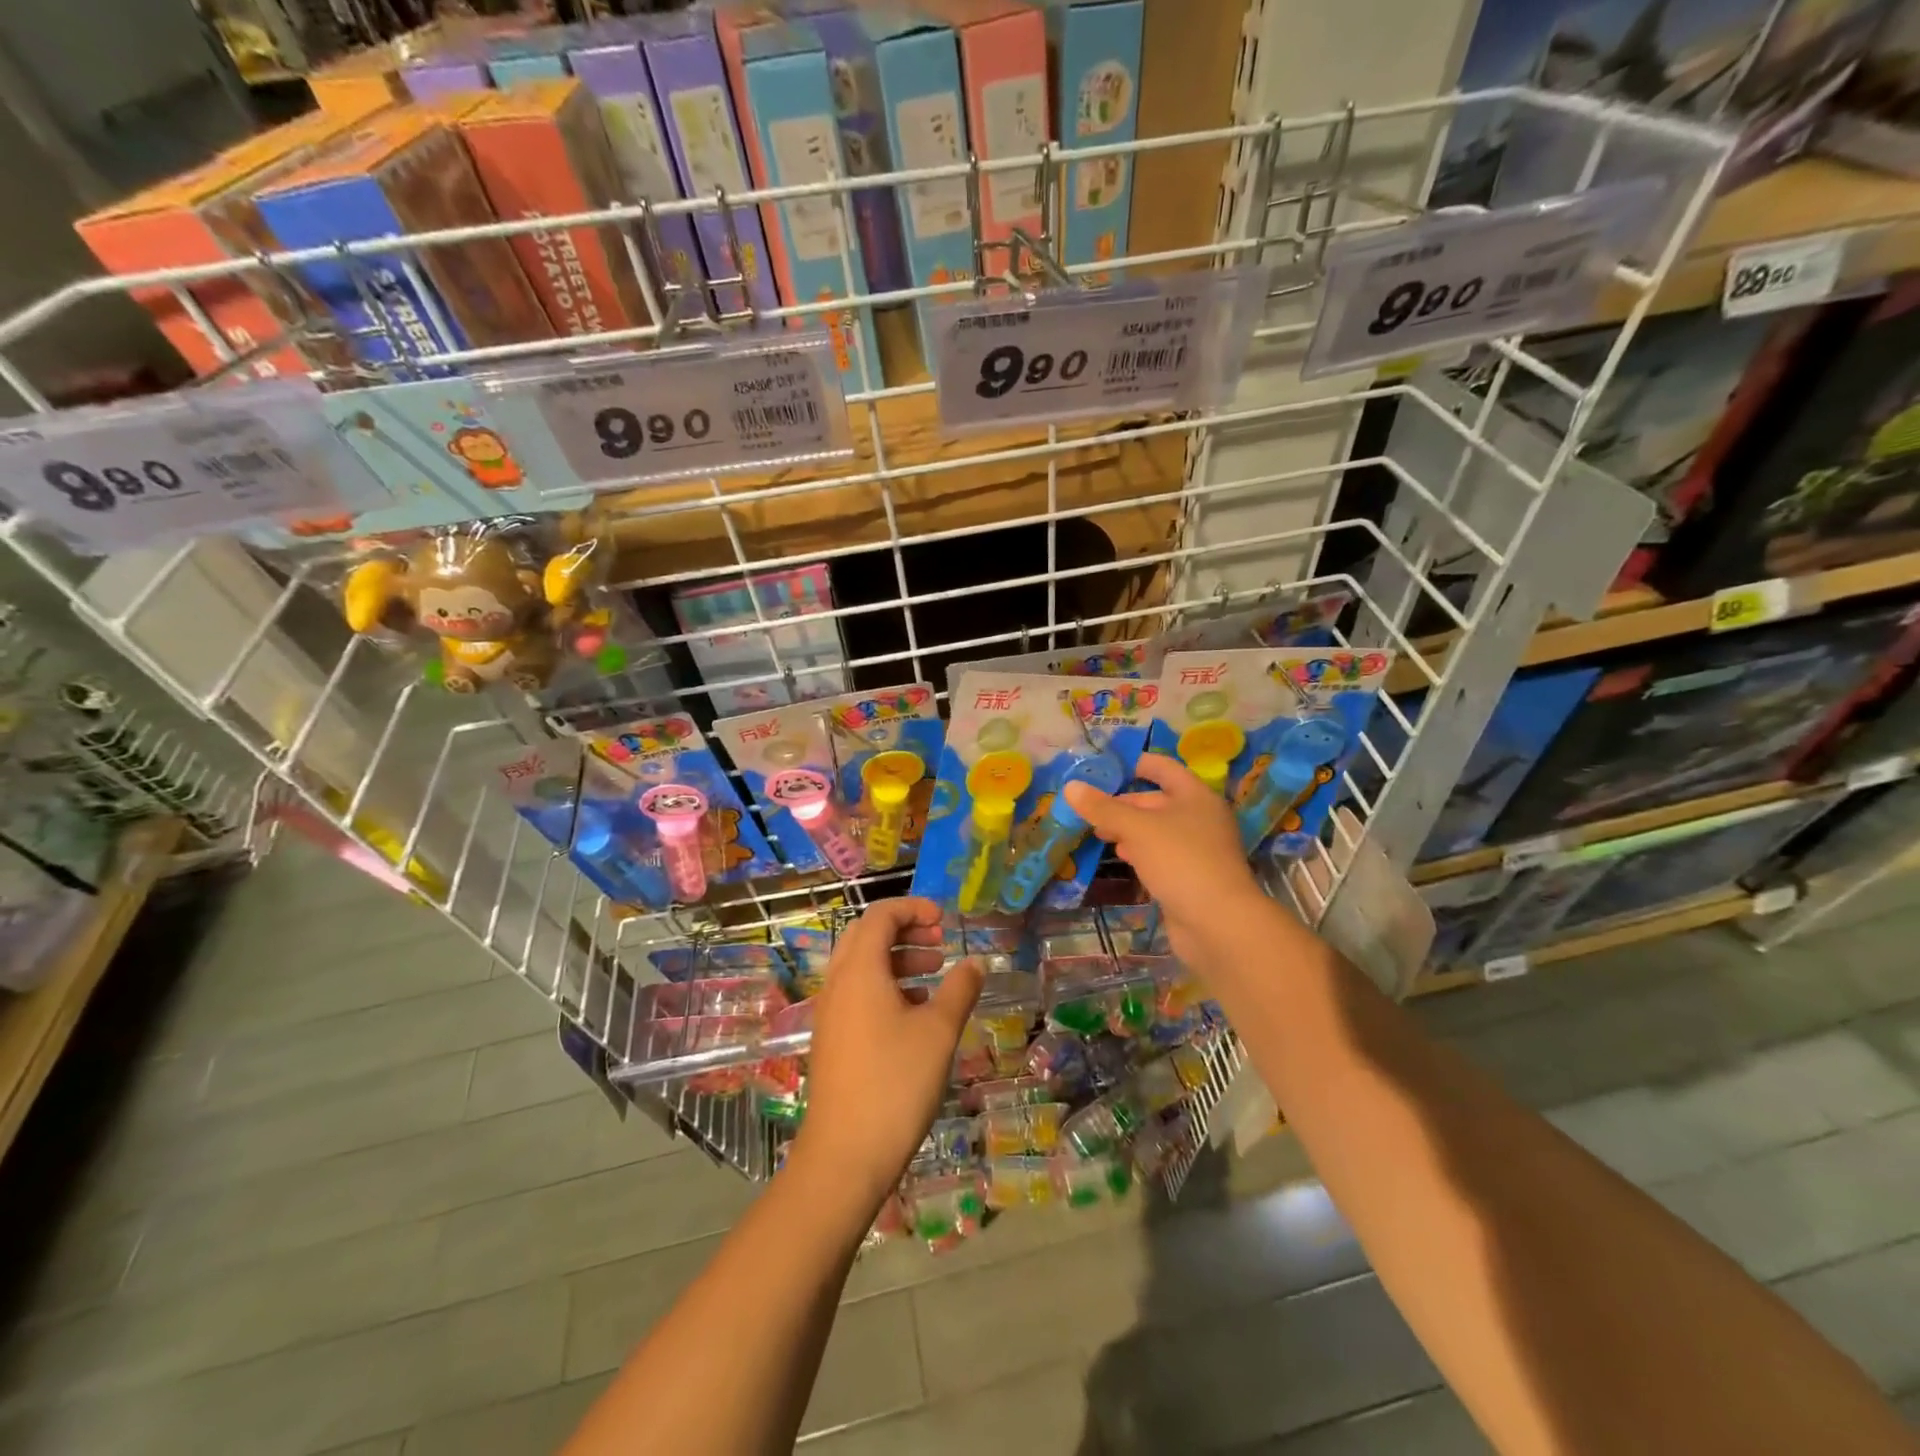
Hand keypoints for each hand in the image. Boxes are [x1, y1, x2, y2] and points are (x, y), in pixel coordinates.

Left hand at [790, 898, 982, 1209]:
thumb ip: (959, 989)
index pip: (881, 915)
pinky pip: (857, 993)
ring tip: (935, 973)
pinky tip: (916, 1011)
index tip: (945, 921)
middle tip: (939, 942)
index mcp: (859, 970)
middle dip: (904, 930)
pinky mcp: (832, 1039)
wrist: (845, 1155)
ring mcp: (831, 1013)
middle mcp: (838, 983)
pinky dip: (886, 986)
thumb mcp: (939, 1031)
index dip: (914, 908)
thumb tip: (974, 963)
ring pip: (862, 966)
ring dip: (897, 959)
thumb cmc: (896, 1083)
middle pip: (866, 935)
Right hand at [1063, 753, 1273, 970]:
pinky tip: (1122, 857)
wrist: (1218, 923)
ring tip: (1100, 833)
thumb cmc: (1180, 861)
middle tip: (1091, 808)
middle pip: (1157, 800)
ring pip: (1158, 830)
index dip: (1136, 763)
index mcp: (1195, 796)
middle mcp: (1200, 818)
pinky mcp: (1192, 877)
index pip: (1163, 768)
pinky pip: (1162, 855)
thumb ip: (1103, 808)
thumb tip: (1071, 787)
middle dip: (1124, 803)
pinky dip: (1141, 852)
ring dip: (1130, 829)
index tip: (1106, 767)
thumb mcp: (1136, 829)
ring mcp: (1198, 849)